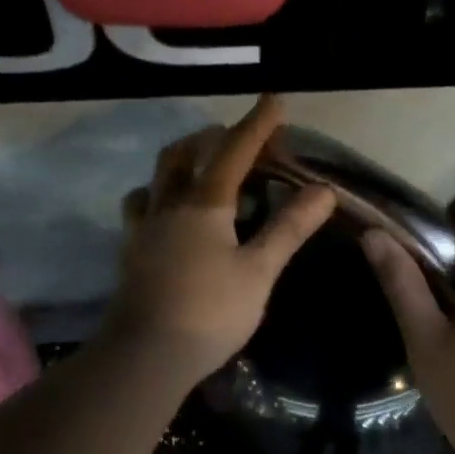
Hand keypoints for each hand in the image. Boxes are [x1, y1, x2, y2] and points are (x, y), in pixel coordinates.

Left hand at [106, 95, 336, 385]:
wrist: (146, 354)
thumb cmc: (211, 311)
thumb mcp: (259, 270)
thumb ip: (289, 228)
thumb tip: (323, 190)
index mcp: (204, 204)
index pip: (233, 152)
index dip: (256, 124)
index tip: (274, 99)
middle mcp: (168, 206)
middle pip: (182, 155)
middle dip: (210, 138)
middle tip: (234, 139)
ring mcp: (143, 230)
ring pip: (155, 180)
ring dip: (177, 164)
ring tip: (197, 170)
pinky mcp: (131, 254)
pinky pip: (141, 210)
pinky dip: (157, 198)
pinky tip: (167, 215)